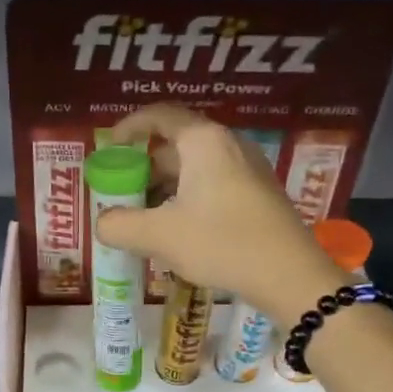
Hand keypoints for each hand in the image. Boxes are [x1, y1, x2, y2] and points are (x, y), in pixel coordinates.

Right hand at [95, 104, 343, 323]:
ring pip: (196, 169)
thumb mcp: (160, 236)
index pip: (160, 116)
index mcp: (203, 142)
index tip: (109, 146)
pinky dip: (188, 199)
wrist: (290, 275)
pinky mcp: (259, 195)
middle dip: (144, 167)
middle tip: (121, 193)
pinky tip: (178, 231)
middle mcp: (228, 145)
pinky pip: (214, 185)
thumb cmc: (222, 243)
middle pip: (176, 144)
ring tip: (144, 217)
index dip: (129, 126)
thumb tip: (102, 223)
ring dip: (166, 188)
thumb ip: (120, 225)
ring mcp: (249, 169)